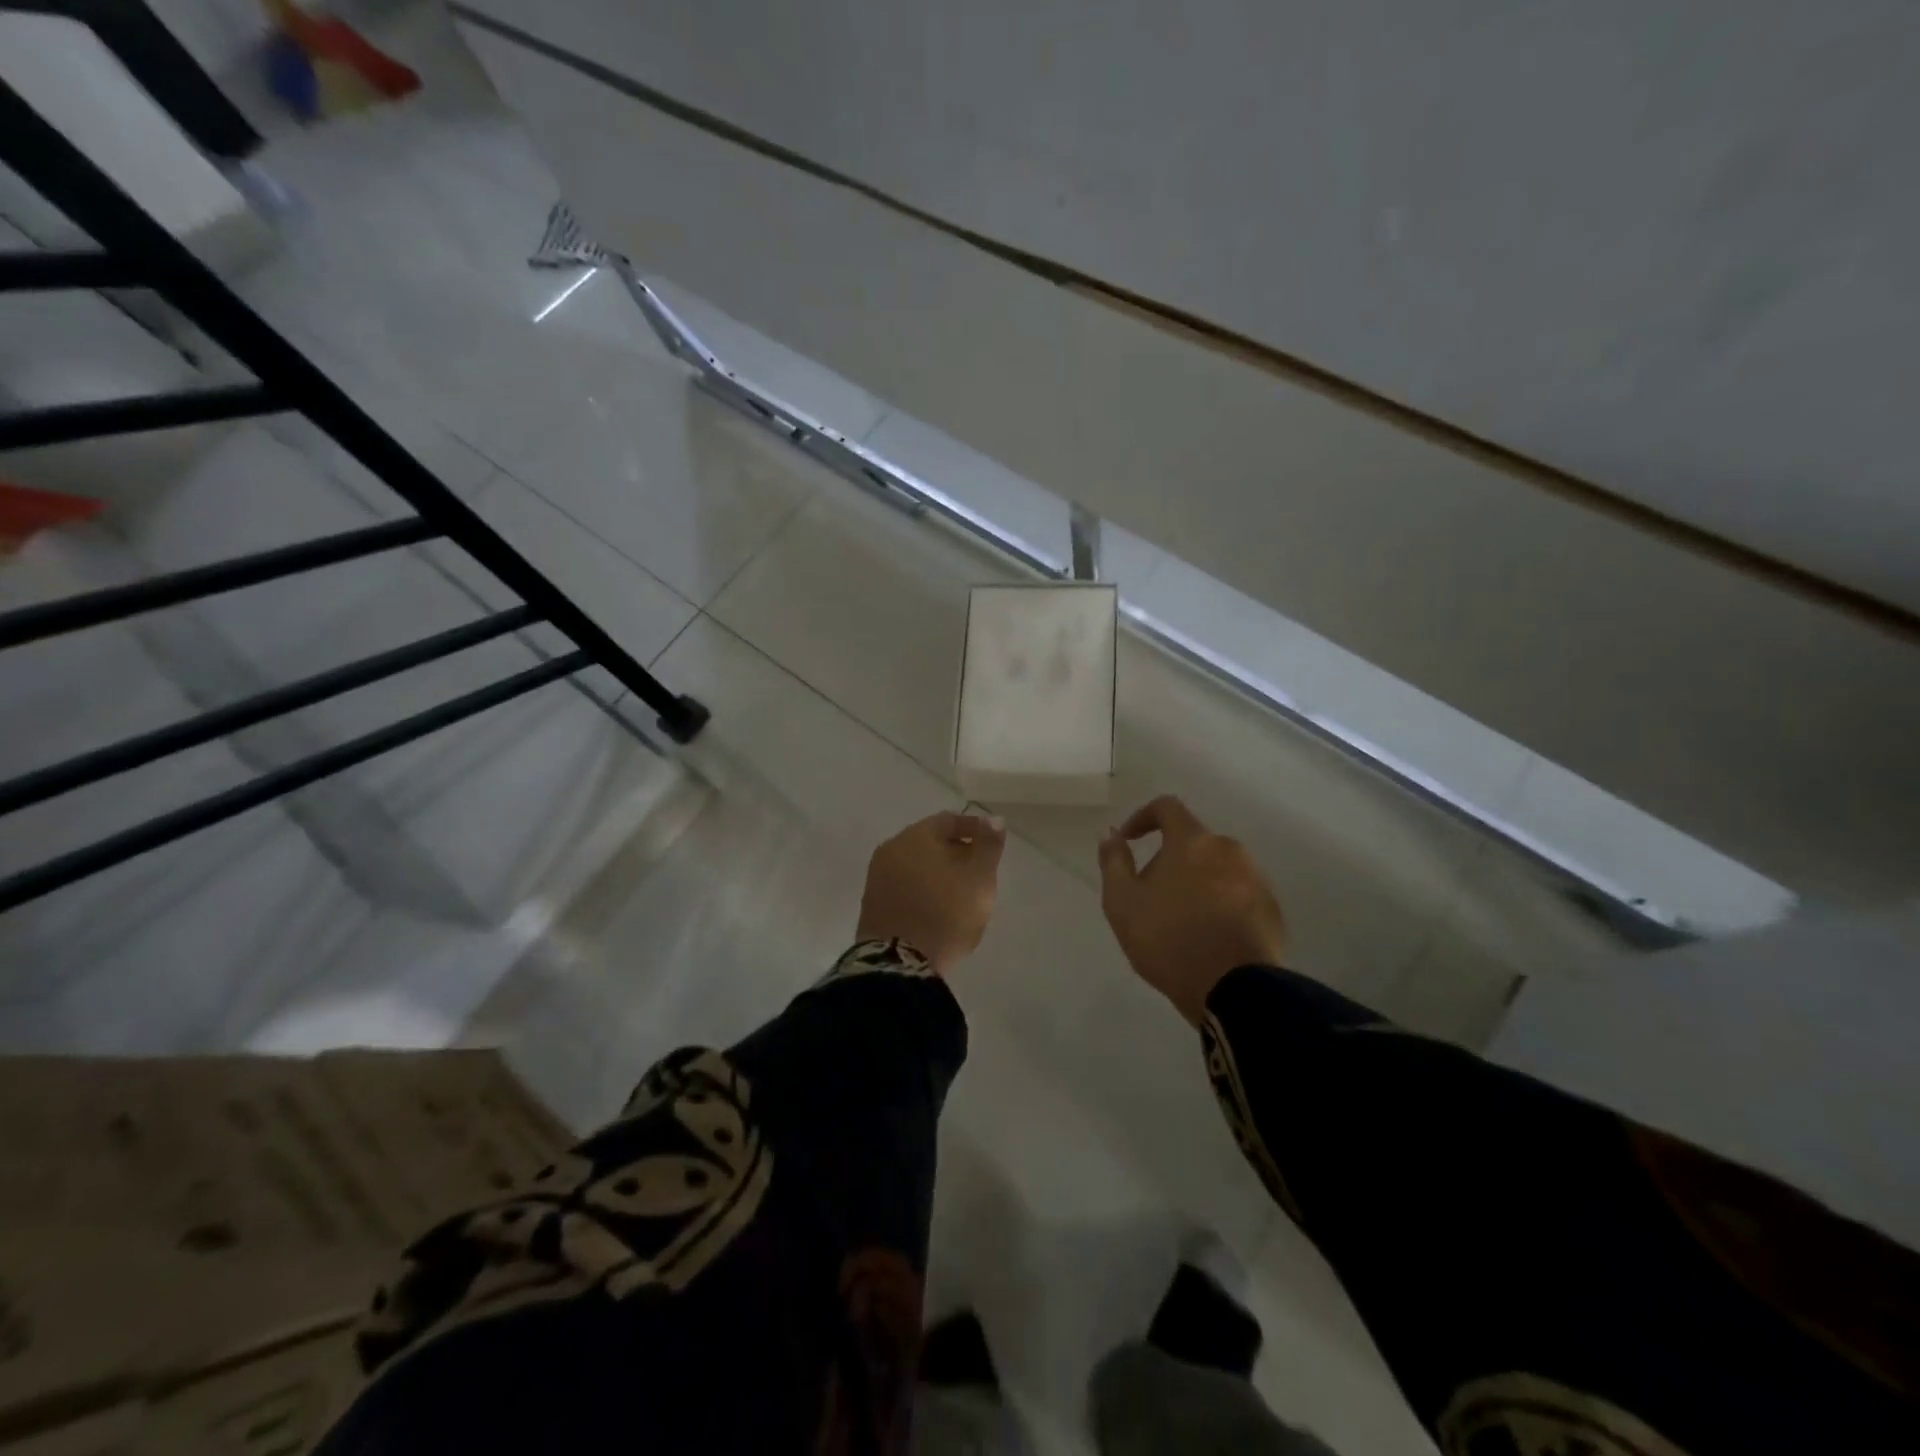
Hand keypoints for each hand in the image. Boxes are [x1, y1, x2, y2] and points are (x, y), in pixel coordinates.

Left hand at [857, 812, 1006, 974]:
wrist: (899, 964)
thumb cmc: (946, 913)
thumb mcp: (980, 878)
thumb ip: (988, 846)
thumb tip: (993, 819)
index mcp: (915, 836)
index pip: (948, 820)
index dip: (974, 829)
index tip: (992, 844)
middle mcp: (891, 849)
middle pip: (929, 841)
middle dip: (956, 851)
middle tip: (979, 870)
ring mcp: (877, 877)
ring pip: (915, 864)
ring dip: (938, 871)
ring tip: (961, 892)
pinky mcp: (872, 904)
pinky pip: (903, 885)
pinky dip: (923, 888)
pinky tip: (937, 907)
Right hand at [1097, 796, 1286, 1024]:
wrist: (1235, 990)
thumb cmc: (1169, 939)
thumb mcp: (1122, 902)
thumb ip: (1114, 862)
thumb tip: (1111, 836)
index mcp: (1192, 841)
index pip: (1167, 807)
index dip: (1142, 817)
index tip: (1128, 840)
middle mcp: (1229, 850)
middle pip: (1193, 842)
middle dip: (1169, 859)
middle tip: (1151, 894)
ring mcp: (1256, 879)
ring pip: (1217, 869)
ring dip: (1196, 882)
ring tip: (1181, 920)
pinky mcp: (1272, 909)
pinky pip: (1238, 894)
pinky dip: (1220, 904)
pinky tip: (1208, 935)